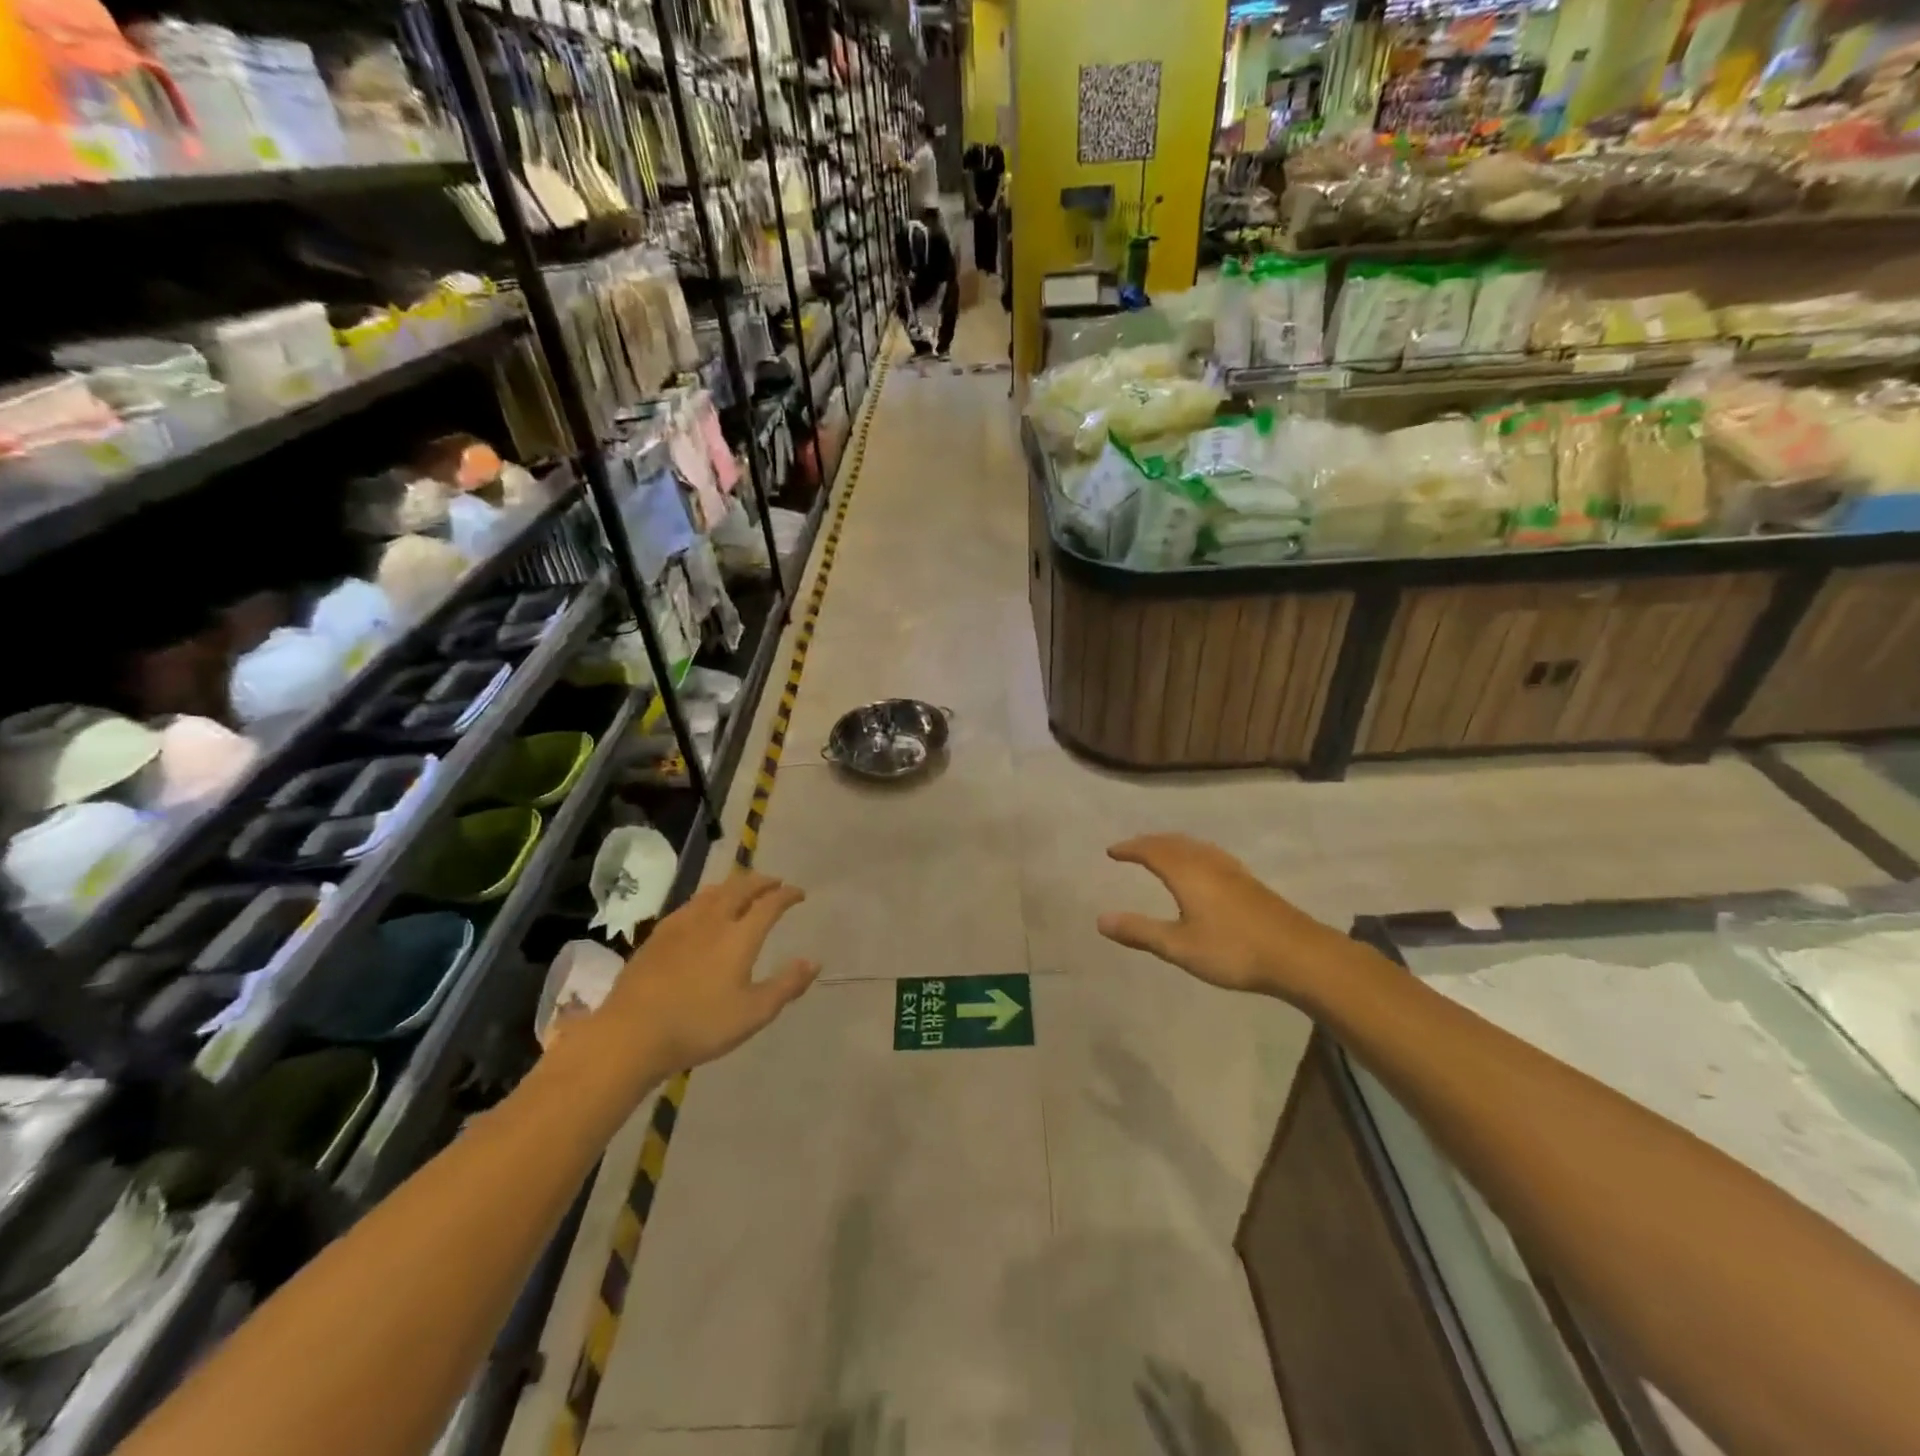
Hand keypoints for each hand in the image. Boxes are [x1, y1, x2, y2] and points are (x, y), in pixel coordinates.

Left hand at [598, 872, 819, 1072]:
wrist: (631, 1034)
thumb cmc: (699, 1025)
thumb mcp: (753, 1013)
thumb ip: (786, 986)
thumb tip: (814, 962)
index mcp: (740, 936)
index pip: (770, 903)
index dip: (787, 895)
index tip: (799, 894)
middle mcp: (713, 920)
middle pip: (741, 887)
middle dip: (762, 881)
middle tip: (775, 883)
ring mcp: (682, 924)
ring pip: (714, 891)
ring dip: (735, 885)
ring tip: (744, 889)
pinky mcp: (659, 934)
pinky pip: (691, 903)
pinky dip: (709, 897)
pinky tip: (704, 910)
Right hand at [1097, 834, 1347, 1003]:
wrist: (1298, 955)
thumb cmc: (1233, 950)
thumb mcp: (1179, 946)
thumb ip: (1140, 931)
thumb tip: (1100, 919)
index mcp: (1186, 872)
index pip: (1151, 850)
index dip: (1130, 848)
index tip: (1112, 851)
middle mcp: (1207, 862)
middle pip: (1173, 842)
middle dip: (1149, 842)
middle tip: (1131, 848)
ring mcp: (1232, 870)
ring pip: (1195, 846)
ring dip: (1172, 845)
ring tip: (1161, 852)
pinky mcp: (1249, 882)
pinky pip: (1210, 854)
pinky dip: (1193, 853)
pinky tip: (1202, 868)